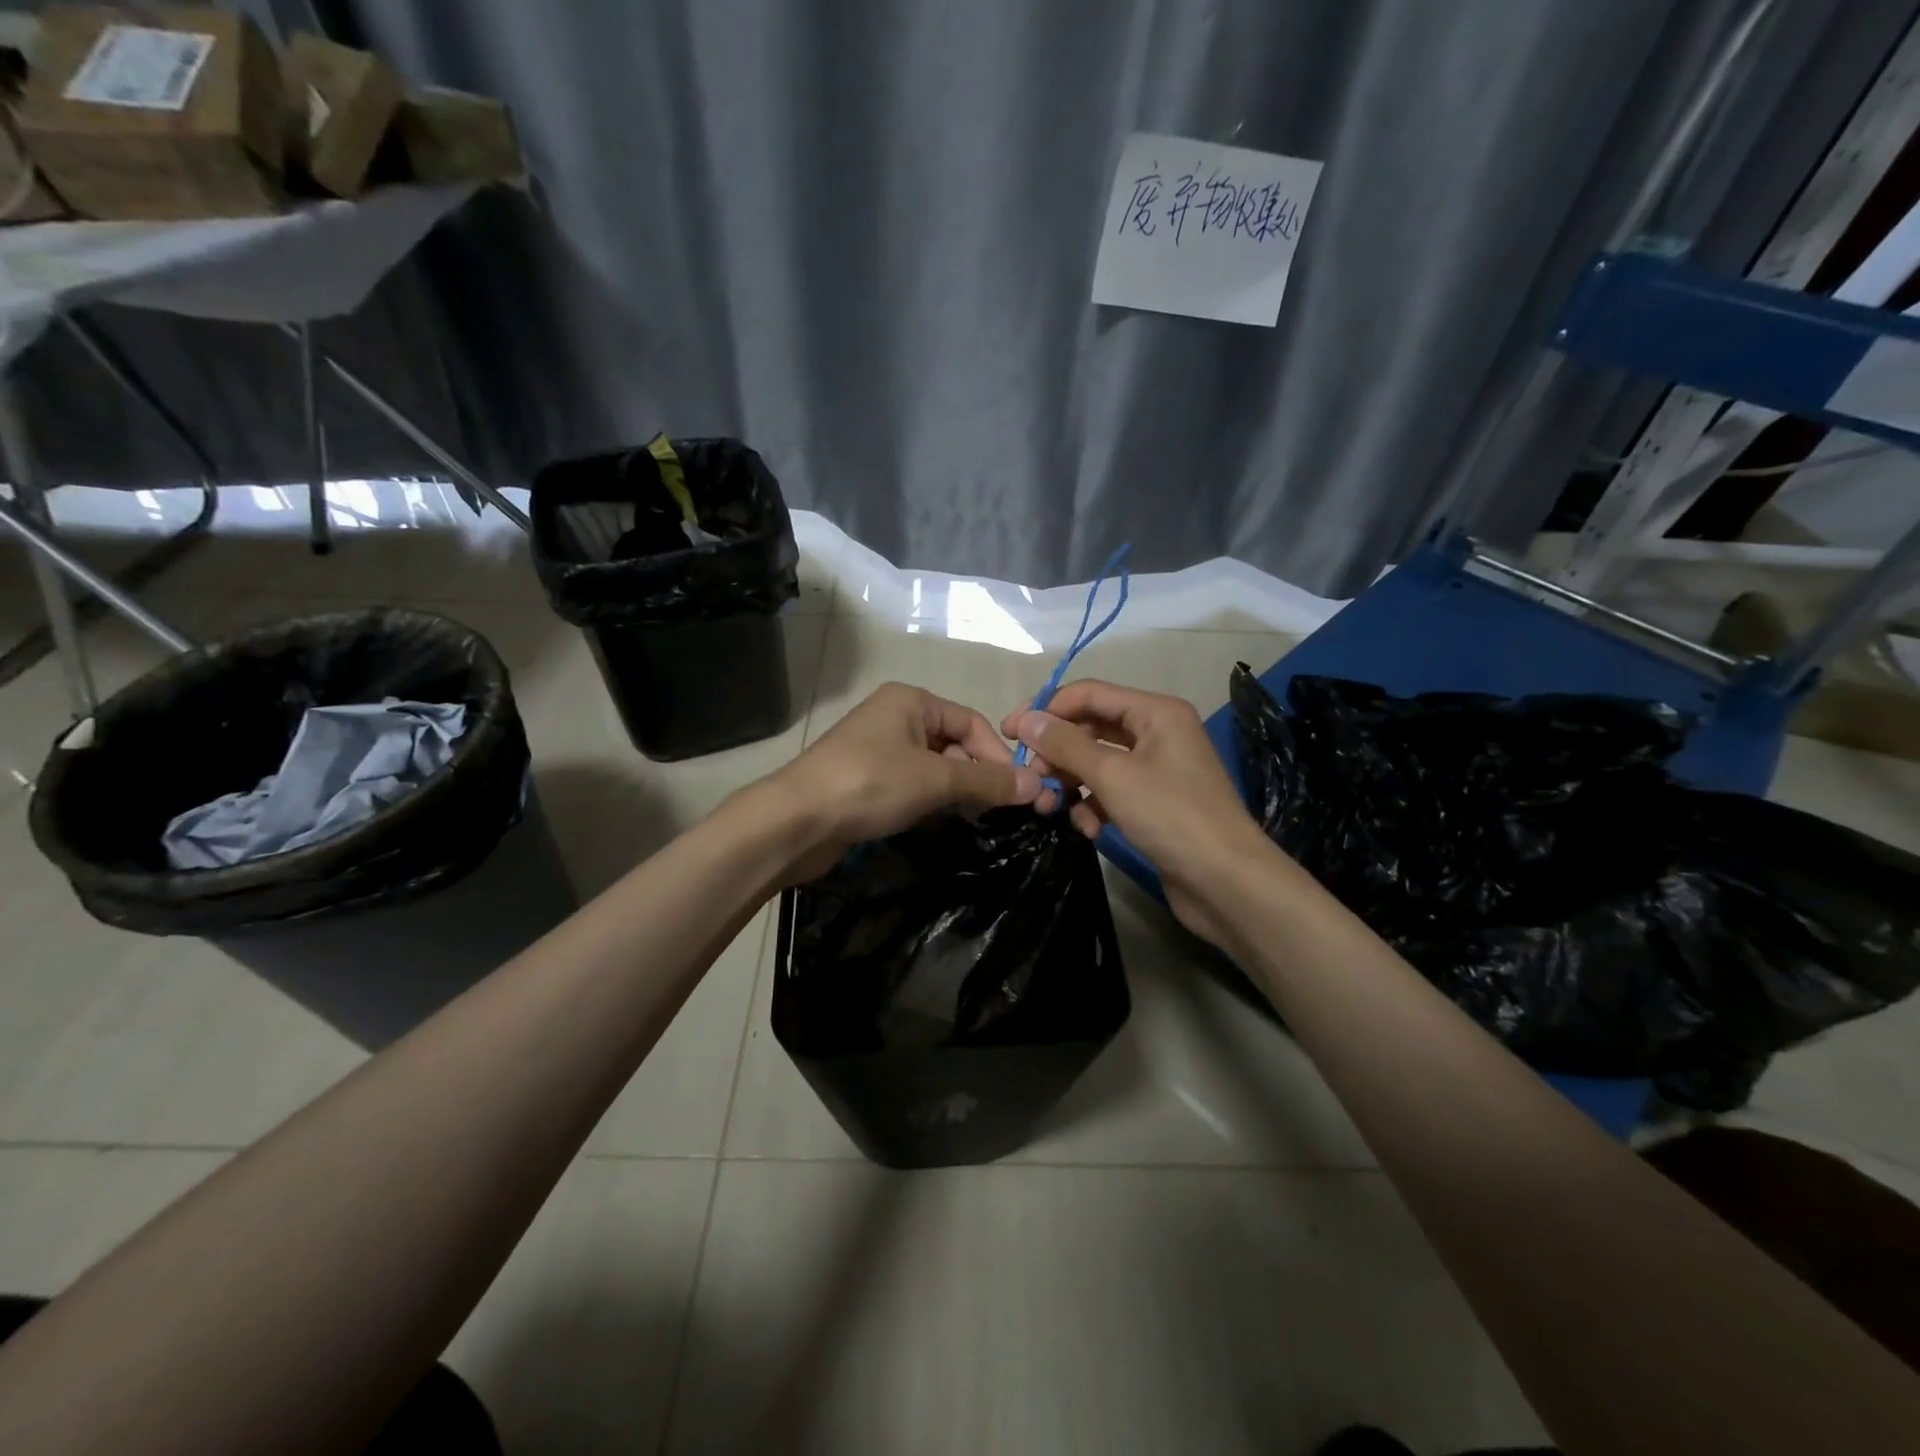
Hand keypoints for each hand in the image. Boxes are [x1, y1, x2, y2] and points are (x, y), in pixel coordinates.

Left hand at [760, 682, 1042, 881]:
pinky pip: (912, 783)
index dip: (997, 756)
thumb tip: (1038, 785)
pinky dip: (929, 799)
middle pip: (954, 743)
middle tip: (994, 812)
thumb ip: (987, 781)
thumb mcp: (936, 780)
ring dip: (955, 791)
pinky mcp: (866, 778)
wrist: (796, 820)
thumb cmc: (870, 784)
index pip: (972, 723)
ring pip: (934, 766)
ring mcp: (878, 748)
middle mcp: (896, 716)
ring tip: (969, 819)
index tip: (1017, 792)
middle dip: (976, 775)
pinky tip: (937, 821)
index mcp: (911, 701)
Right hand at [1004, 681, 1273, 946]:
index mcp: (1155, 712)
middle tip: (1028, 779)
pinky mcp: (1154, 804)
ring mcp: (1157, 770)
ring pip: (1097, 764)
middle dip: (1057, 753)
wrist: (1227, 882)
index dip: (1047, 708)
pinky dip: (1094, 808)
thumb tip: (1026, 719)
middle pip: (1091, 729)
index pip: (1089, 694)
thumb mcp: (1112, 775)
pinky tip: (1088, 830)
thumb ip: (1066, 745)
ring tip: (1051, 808)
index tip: (1008, 733)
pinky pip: (1111, 793)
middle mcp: (1157, 733)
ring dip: (1072, 784)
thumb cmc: (1171, 816)